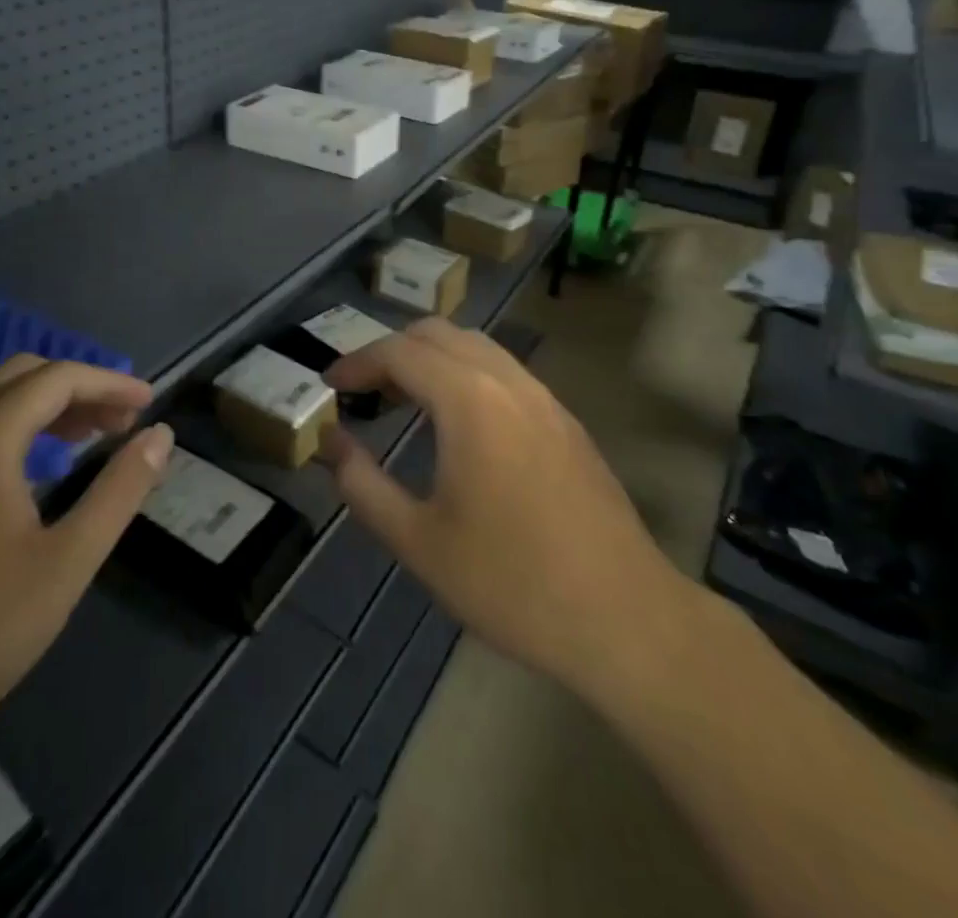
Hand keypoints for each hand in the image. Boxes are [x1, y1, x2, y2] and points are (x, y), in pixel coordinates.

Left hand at [0, 356, 173, 759]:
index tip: (148, 403)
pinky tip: (19, 474)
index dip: (110, 382)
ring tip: (81, 439)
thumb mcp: (67, 562)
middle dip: (76, 388)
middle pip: (20, 375)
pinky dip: (2, 428)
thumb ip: (120, 490)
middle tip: (118, 422)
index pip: (59, 378)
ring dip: (38, 406)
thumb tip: (160, 436)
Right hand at [320, 319, 694, 700]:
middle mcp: (509, 383)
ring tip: (404, 402)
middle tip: (364, 391)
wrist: (628, 623)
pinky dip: (466, 376)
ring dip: (432, 360)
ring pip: (476, 348)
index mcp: (470, 401)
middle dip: (392, 351)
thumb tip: (331, 443)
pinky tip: (459, 427)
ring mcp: (546, 400)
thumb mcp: (418, 542)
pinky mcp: (568, 424)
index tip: (329, 386)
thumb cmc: (512, 583)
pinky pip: (505, 373)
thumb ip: (362, 485)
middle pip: (438, 334)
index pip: (399, 352)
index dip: (357, 362)